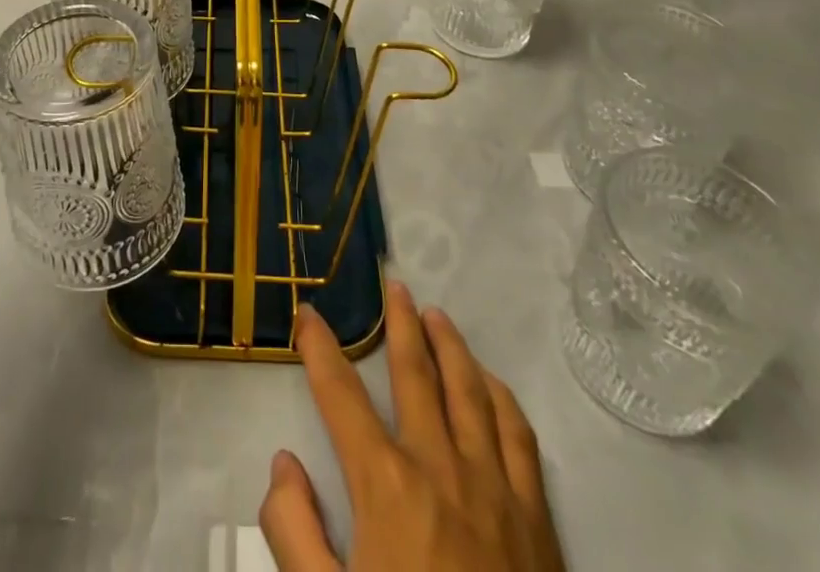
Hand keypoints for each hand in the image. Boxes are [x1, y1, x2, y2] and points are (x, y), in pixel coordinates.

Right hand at [261, 286, 564, 571]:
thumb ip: (294, 533)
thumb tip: (283, 463)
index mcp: (386, 485)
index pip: (341, 395)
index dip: (320, 349)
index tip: (308, 313)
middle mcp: (439, 467)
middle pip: (415, 374)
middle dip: (400, 324)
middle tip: (394, 286)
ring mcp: (494, 488)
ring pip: (469, 390)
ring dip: (450, 345)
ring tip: (437, 314)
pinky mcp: (536, 519)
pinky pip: (519, 436)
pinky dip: (502, 397)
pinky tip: (491, 382)